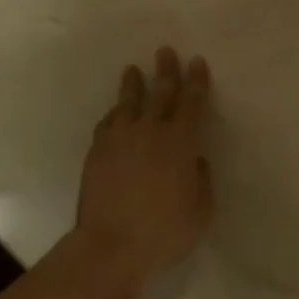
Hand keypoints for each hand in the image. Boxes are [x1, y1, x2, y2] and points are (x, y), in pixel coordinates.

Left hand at [62, 47, 214, 298]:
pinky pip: (108, 122)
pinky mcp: (98, 150)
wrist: (110, 246)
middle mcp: (150, 130)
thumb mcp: (201, 210)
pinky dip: (115, 113)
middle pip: (160, 92)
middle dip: (166, 70)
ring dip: (133, 84)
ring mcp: (120, 138)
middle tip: (166, 51)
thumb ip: (201, 179)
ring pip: (128, 102)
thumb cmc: (164, 232)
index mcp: (180, 141)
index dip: (196, 81)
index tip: (197, 62)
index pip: (191, 102)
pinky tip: (115, 112)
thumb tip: (195, 160)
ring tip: (133, 70)